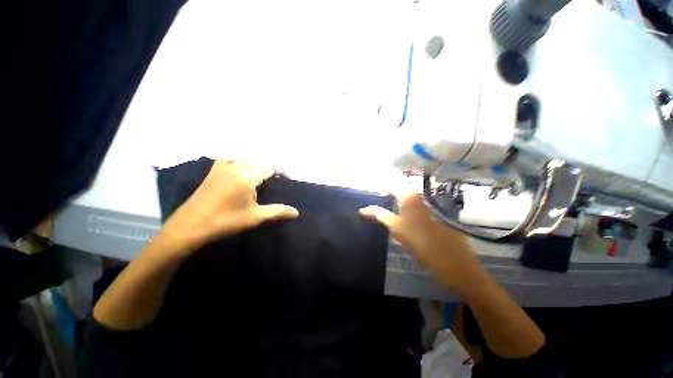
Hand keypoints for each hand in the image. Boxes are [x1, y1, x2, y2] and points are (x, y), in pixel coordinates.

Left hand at [156, 160, 298, 256]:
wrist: (190, 225)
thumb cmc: (226, 221)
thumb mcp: (255, 217)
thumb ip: (277, 211)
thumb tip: (296, 212)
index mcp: (247, 176)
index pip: (269, 167)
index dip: (280, 172)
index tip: (286, 180)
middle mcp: (236, 166)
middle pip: (258, 161)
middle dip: (269, 169)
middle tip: (276, 182)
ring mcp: (222, 167)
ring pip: (245, 159)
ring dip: (256, 165)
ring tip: (261, 178)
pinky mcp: (213, 171)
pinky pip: (230, 159)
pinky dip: (239, 162)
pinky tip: (240, 170)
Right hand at [359, 193, 486, 294]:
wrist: (453, 260)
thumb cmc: (420, 241)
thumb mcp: (395, 227)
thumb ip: (379, 215)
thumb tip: (362, 209)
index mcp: (410, 196)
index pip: (391, 187)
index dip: (382, 193)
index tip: (377, 202)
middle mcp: (421, 195)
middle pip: (402, 192)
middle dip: (391, 199)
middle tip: (383, 210)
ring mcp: (432, 203)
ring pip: (411, 199)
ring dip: (401, 205)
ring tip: (394, 215)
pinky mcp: (439, 212)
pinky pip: (421, 206)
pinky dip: (412, 210)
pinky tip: (410, 221)